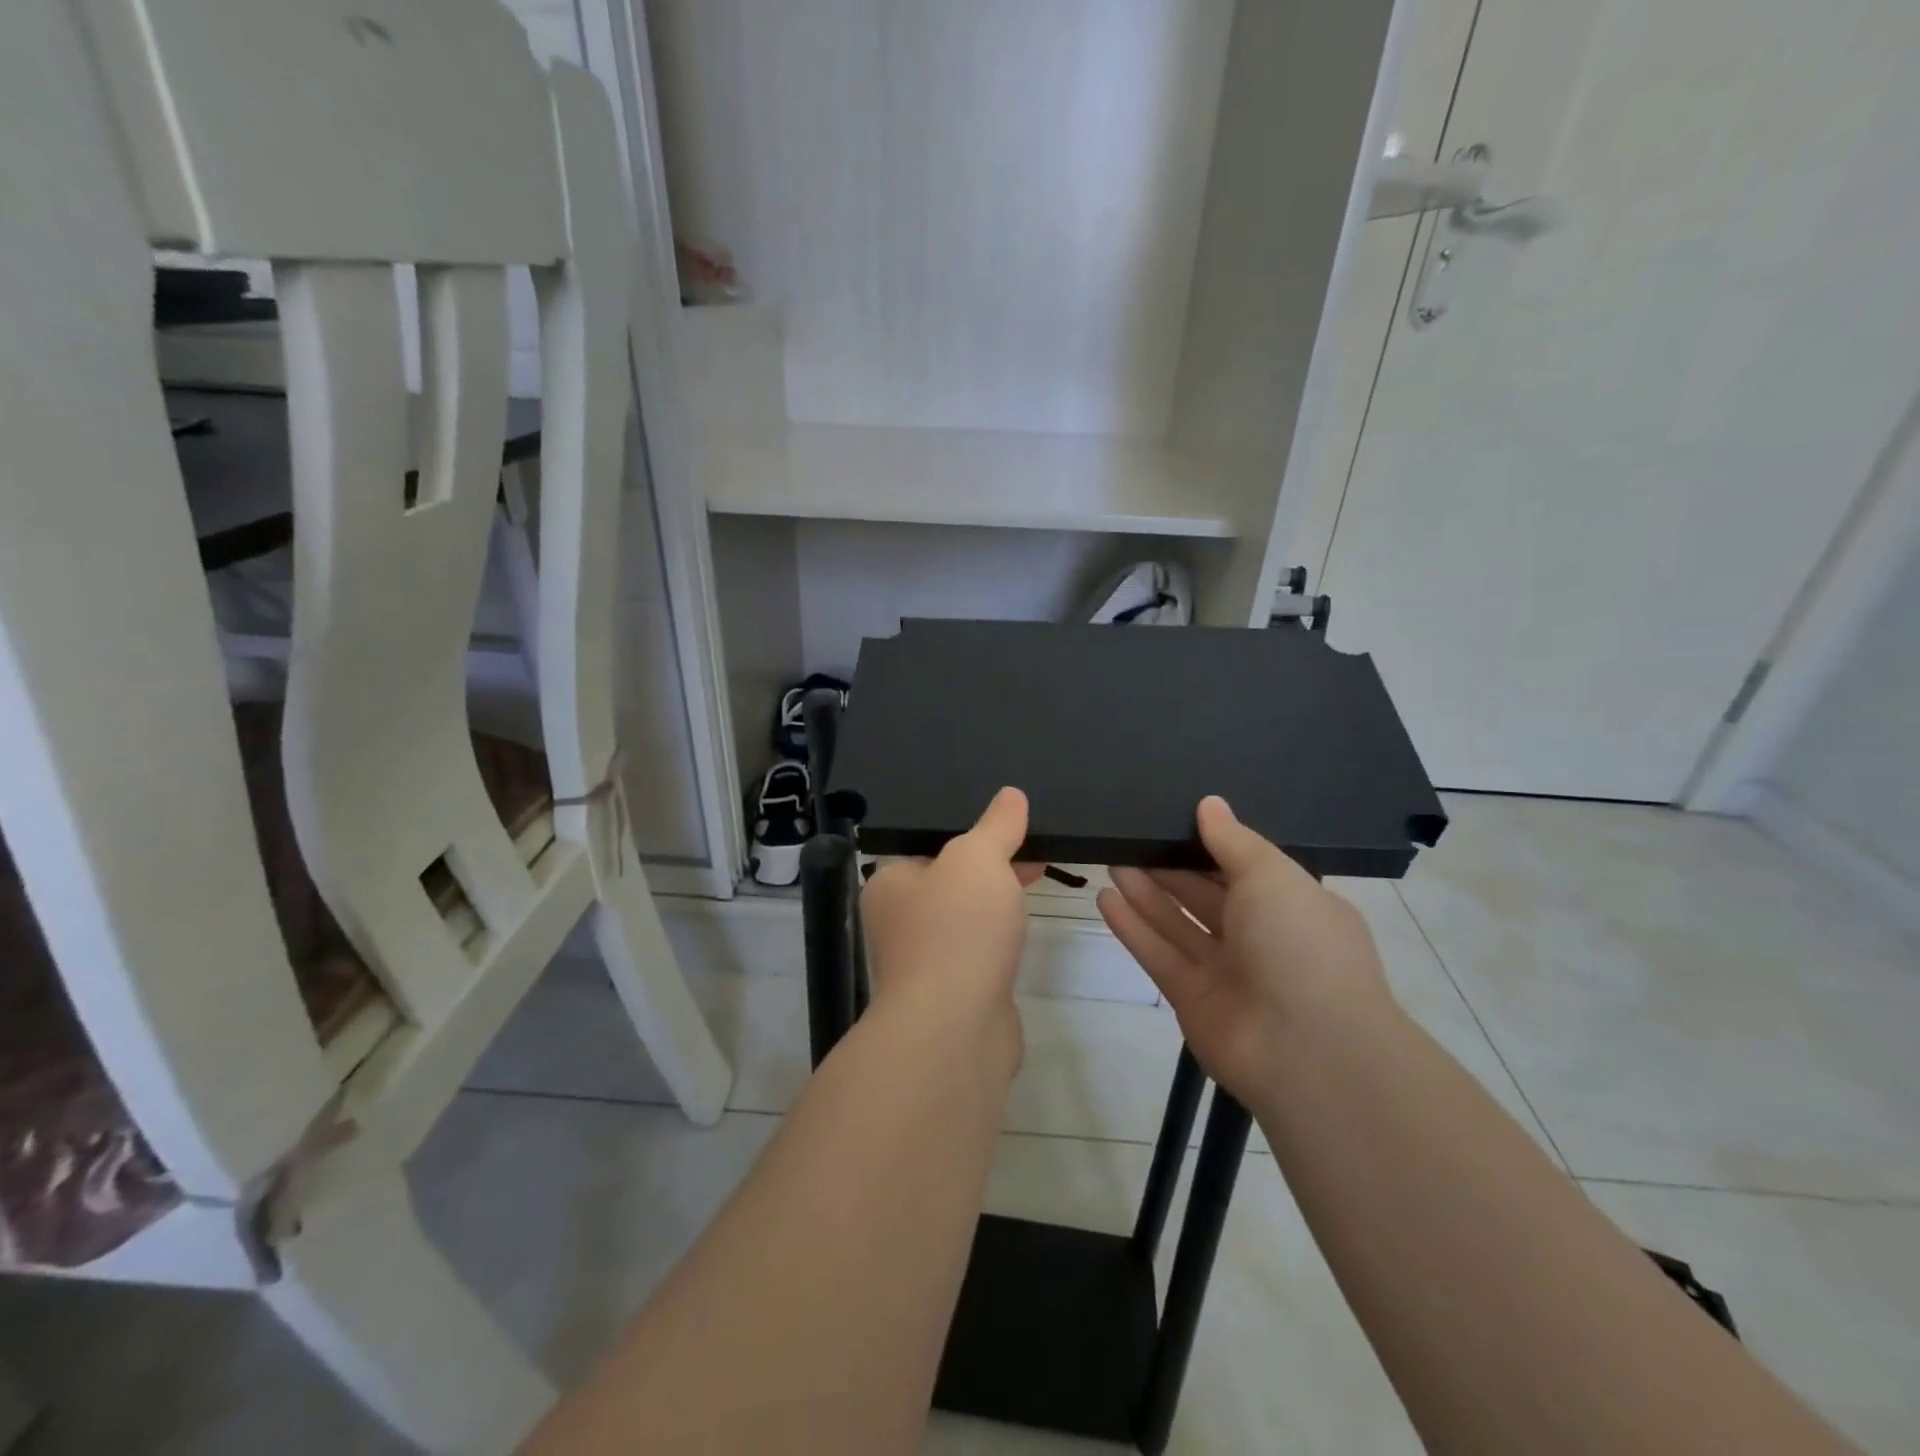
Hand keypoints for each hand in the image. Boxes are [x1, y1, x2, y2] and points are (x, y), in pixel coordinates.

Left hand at [860, 787, 1042, 1055]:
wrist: (955, 1029)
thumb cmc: (956, 930)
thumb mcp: (978, 859)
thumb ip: (996, 825)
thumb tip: (1011, 795)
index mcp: (891, 884)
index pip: (931, 847)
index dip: (973, 834)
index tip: (1013, 826)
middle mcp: (900, 922)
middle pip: (952, 882)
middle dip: (992, 866)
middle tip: (1035, 848)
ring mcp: (926, 962)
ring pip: (968, 918)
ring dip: (998, 902)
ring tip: (1040, 877)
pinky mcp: (955, 994)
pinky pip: (980, 952)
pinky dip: (1002, 939)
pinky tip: (1025, 933)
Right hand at [1097, 796, 1392, 1109]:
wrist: (1308, 1052)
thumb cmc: (1301, 946)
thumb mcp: (1272, 877)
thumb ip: (1234, 840)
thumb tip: (1209, 803)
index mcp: (1293, 906)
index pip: (1246, 868)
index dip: (1211, 844)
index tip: (1174, 819)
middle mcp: (1261, 938)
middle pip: (1205, 894)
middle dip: (1170, 866)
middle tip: (1130, 837)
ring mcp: (1226, 972)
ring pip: (1178, 923)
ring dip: (1146, 893)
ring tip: (1110, 858)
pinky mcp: (1193, 999)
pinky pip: (1159, 955)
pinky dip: (1134, 928)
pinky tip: (1105, 898)